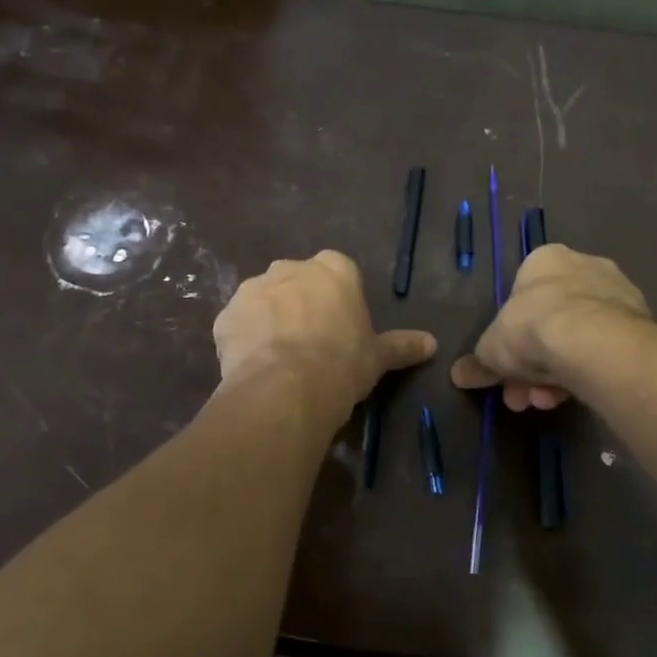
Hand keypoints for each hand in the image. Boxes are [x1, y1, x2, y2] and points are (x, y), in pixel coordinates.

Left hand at [214, 251, 436, 416]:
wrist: (286, 388)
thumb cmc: (342, 364)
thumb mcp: (378, 357)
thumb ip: (402, 345)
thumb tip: (432, 343)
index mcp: (334, 269)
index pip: (338, 272)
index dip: (337, 301)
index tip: (339, 328)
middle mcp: (290, 268)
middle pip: (297, 282)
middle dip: (300, 305)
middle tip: (309, 344)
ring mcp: (253, 289)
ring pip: (264, 301)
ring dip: (269, 321)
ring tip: (279, 360)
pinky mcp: (225, 315)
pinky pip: (237, 325)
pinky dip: (244, 340)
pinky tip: (254, 367)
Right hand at [450, 244, 649, 410]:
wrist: (594, 341)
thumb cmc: (532, 327)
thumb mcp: (490, 350)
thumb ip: (477, 362)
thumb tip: (459, 375)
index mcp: (545, 260)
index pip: (523, 295)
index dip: (511, 335)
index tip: (505, 365)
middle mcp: (584, 266)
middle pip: (551, 321)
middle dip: (532, 363)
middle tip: (521, 394)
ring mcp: (617, 294)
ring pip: (579, 338)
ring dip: (557, 373)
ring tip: (545, 402)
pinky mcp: (641, 323)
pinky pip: (604, 349)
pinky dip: (587, 372)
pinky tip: (574, 397)